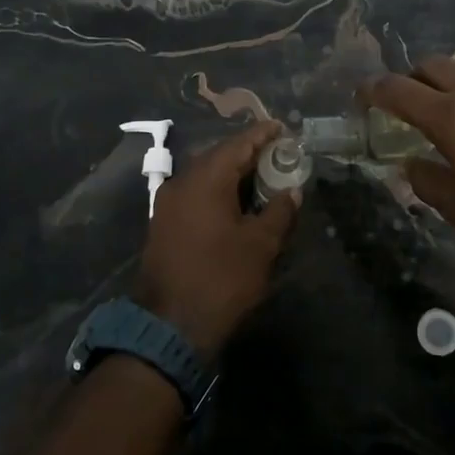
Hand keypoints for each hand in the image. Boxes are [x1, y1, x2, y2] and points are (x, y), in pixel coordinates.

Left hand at [139, 120, 298, 355]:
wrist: (169, 326)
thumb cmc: (222, 279)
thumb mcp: (261, 245)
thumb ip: (279, 211)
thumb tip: (291, 191)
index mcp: (206, 178)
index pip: (238, 144)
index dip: (262, 134)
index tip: (281, 127)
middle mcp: (182, 182)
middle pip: (218, 156)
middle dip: (247, 152)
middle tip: (276, 153)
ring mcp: (167, 203)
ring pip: (204, 176)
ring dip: (231, 173)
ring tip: (260, 176)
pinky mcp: (162, 224)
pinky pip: (194, 194)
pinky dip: (217, 191)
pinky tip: (235, 203)